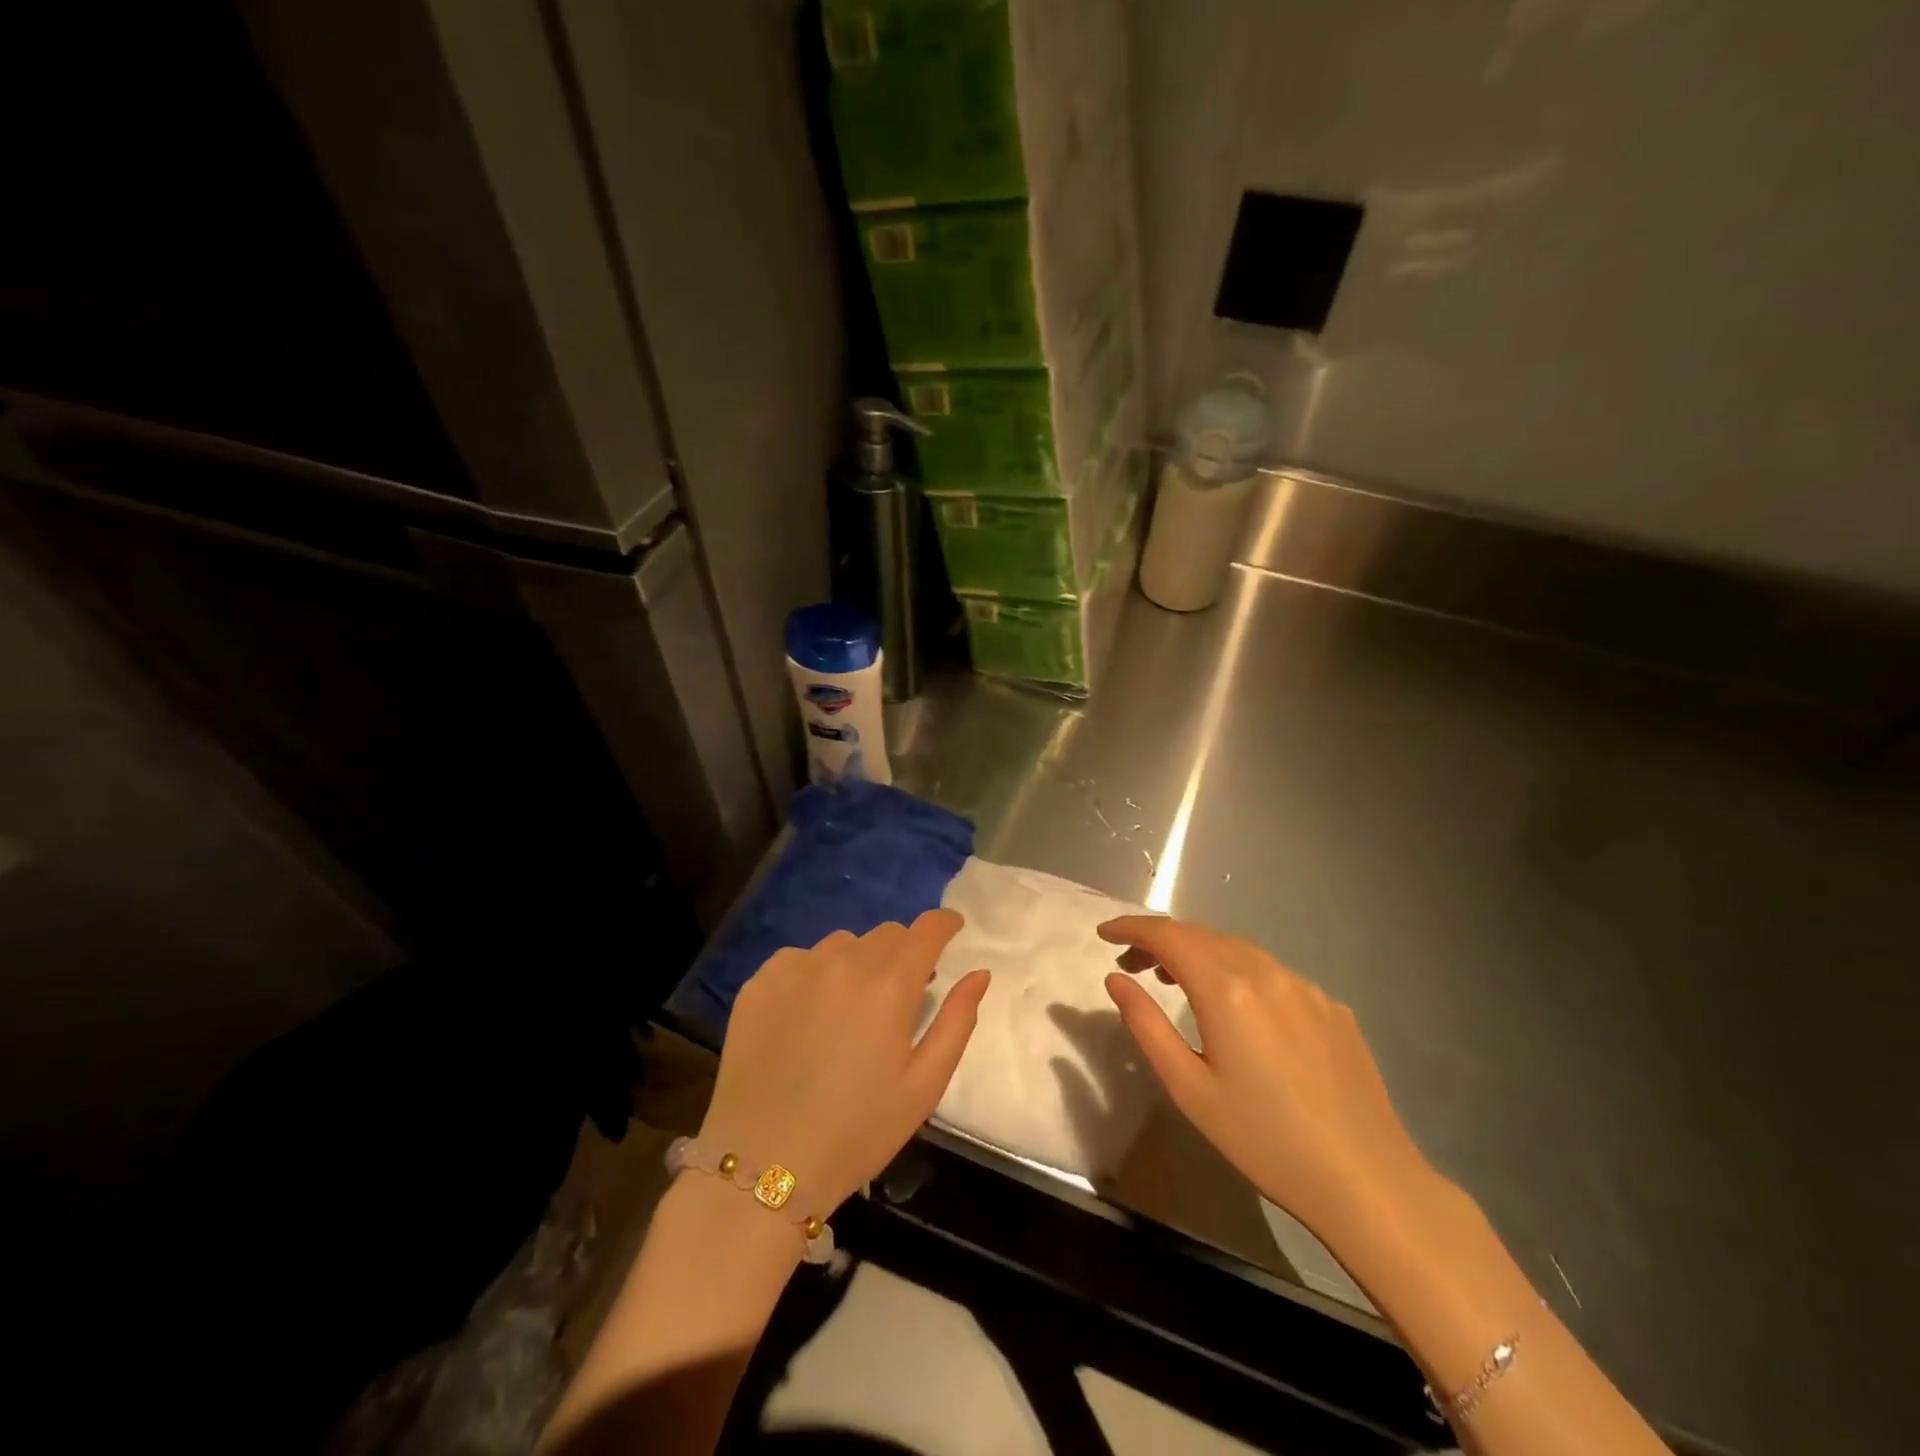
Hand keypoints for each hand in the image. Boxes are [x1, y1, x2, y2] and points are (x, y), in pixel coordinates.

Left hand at [701, 910, 989, 1213]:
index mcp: (890, 985)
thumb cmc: (857, 1132)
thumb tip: (979, 973)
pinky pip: (799, 958)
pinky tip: (808, 1014)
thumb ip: (957, 1020)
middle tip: (901, 992)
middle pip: (886, 934)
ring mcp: (797, 968)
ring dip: (858, 962)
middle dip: (903, 953)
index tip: (951, 929)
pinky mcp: (760, 982)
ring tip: (851, 1005)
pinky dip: (815, 973)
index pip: (925, 929)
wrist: (763, 1165)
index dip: (944, 924)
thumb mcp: (924, 1085)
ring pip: (843, 944)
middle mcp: (844, 962)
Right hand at [1099, 915, 1433, 1239]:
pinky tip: (1239, 1010)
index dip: (1131, 927)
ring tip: (1175, 980)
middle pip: (1201, 934)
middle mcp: (1267, 972)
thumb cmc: (1264, 1140)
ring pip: (1238, 949)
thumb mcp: (1188, 1089)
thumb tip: (1116, 979)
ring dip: (1198, 953)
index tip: (1103, 932)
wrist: (1368, 1182)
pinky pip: (1272, 973)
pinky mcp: (1332, 1007)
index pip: (1167, 935)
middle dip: (1160, 940)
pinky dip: (1238, 973)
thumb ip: (1146, 1025)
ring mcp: (1305, 987)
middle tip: (1131, 964)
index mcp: (1227, 989)